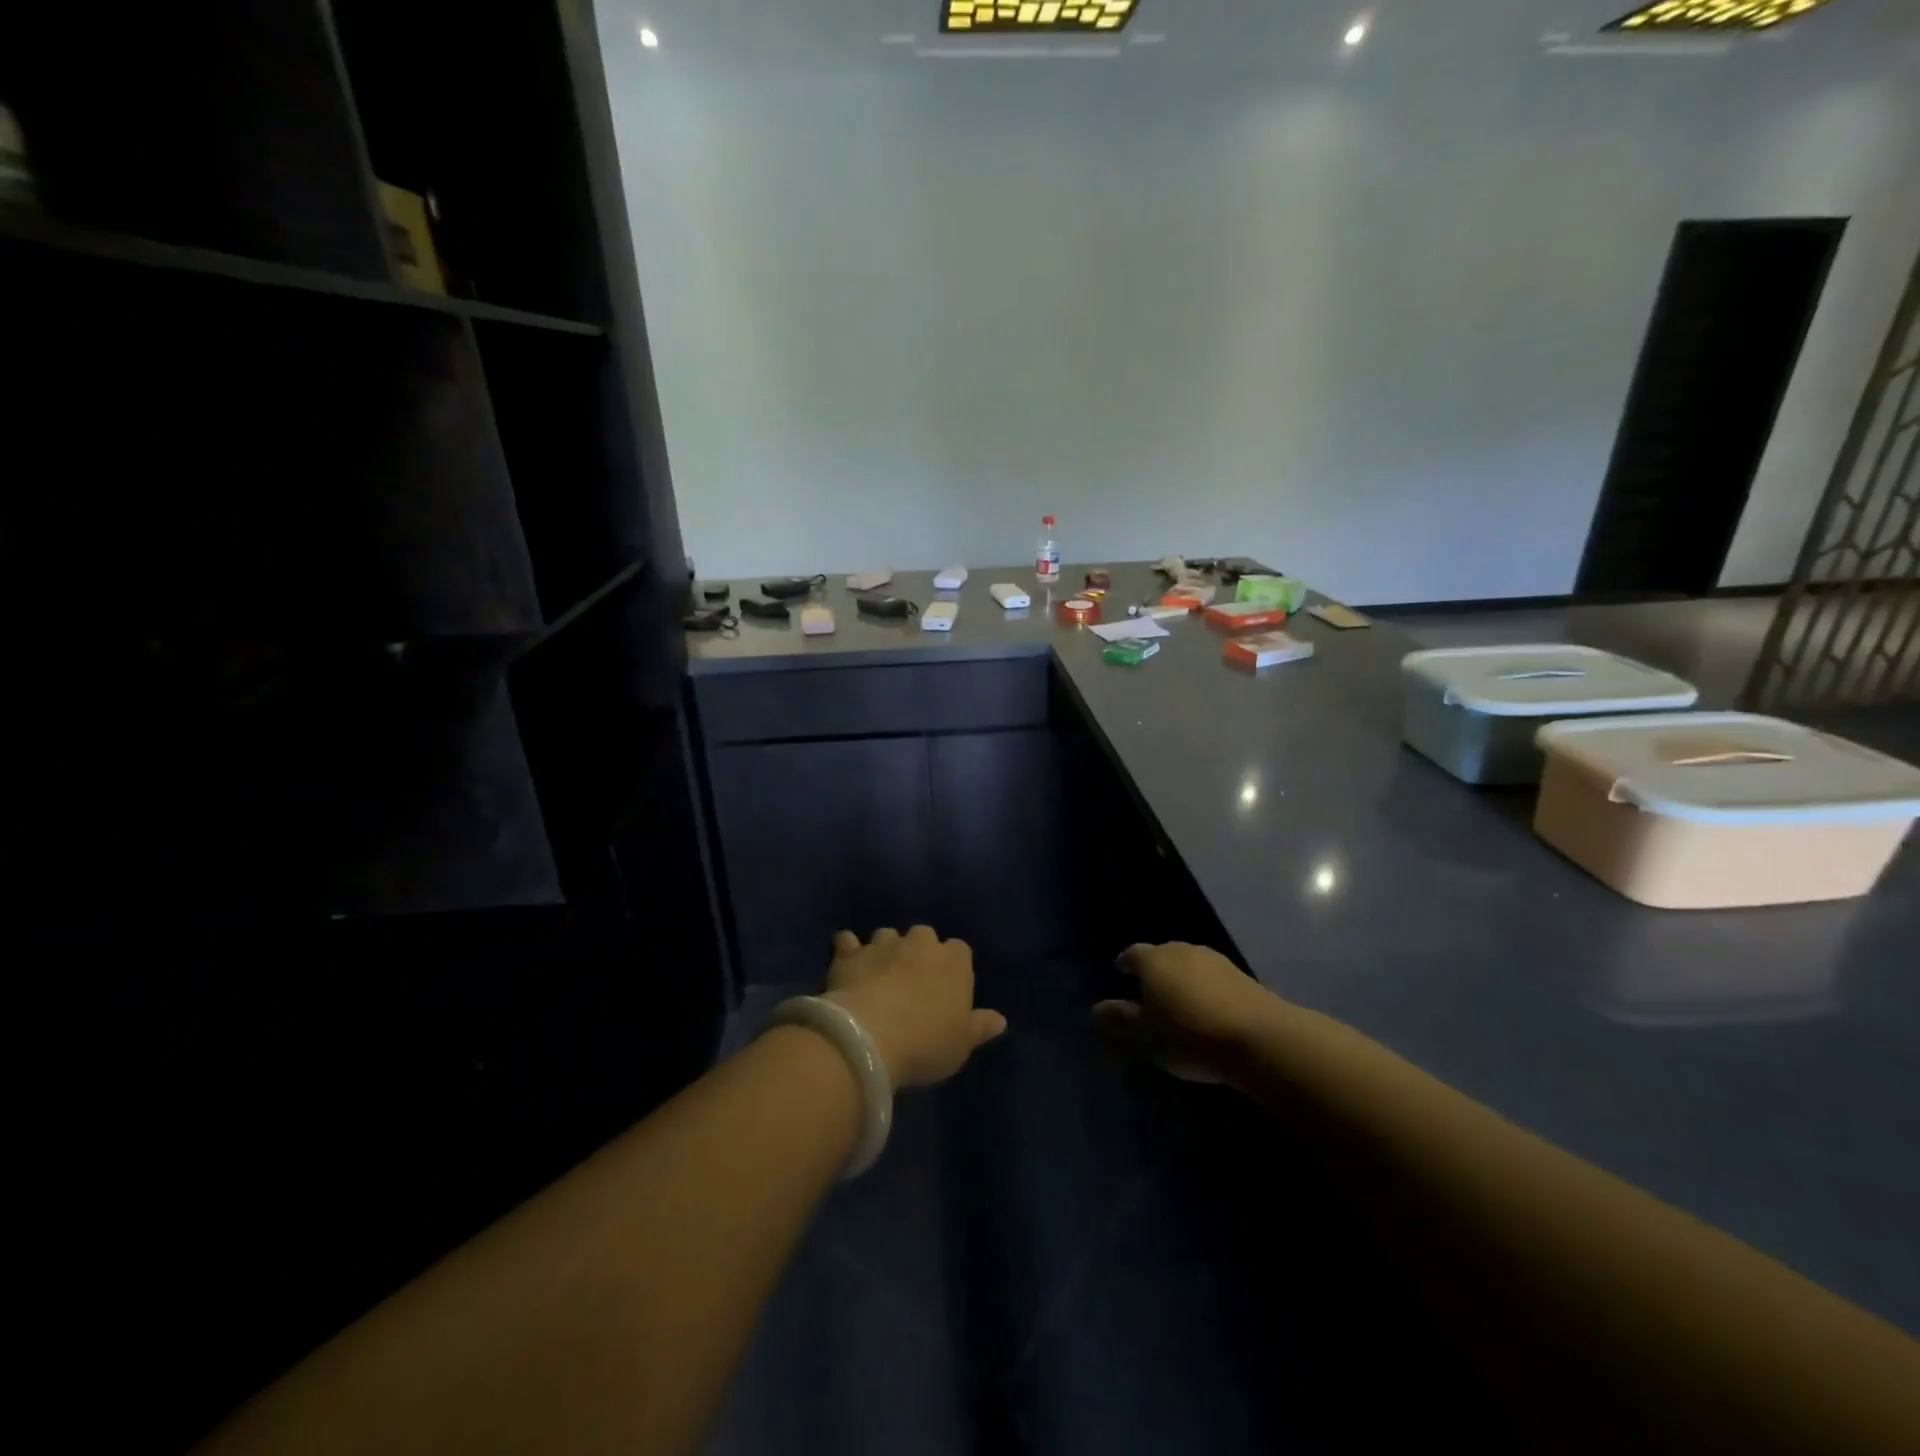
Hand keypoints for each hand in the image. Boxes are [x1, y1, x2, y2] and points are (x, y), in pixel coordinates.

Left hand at [824, 927, 1006, 1087]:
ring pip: (887, 935)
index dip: (953, 967)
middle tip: (913, 980)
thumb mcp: (962, 1044)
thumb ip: (980, 1027)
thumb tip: (999, 1020)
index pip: (960, 951)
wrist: (870, 1037)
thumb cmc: (926, 1042)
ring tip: (880, 971)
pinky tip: (845, 957)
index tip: (947, 988)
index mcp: (954, 961)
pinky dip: (848, 948)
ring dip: (886, 949)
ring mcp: (883, 945)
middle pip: (924, 936)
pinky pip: (848, 941)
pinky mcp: (851, 954)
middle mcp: (920, 944)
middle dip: (919, 951)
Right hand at [1093, 942, 1275, 1083]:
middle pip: (1161, 955)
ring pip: (1189, 965)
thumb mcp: (1145, 1036)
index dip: (1125, 964)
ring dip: (1182, 980)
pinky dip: (1206, 990)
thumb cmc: (1189, 1035)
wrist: (1260, 1038)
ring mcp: (1215, 960)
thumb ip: (1119, 1021)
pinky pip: (1213, 979)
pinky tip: (1209, 1011)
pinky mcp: (1242, 976)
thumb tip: (1097, 1009)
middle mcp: (1181, 950)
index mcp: (1153, 960)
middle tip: (1149, 993)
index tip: (1121, 974)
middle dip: (1154, 971)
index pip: (1131, 954)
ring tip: (1180, 1004)